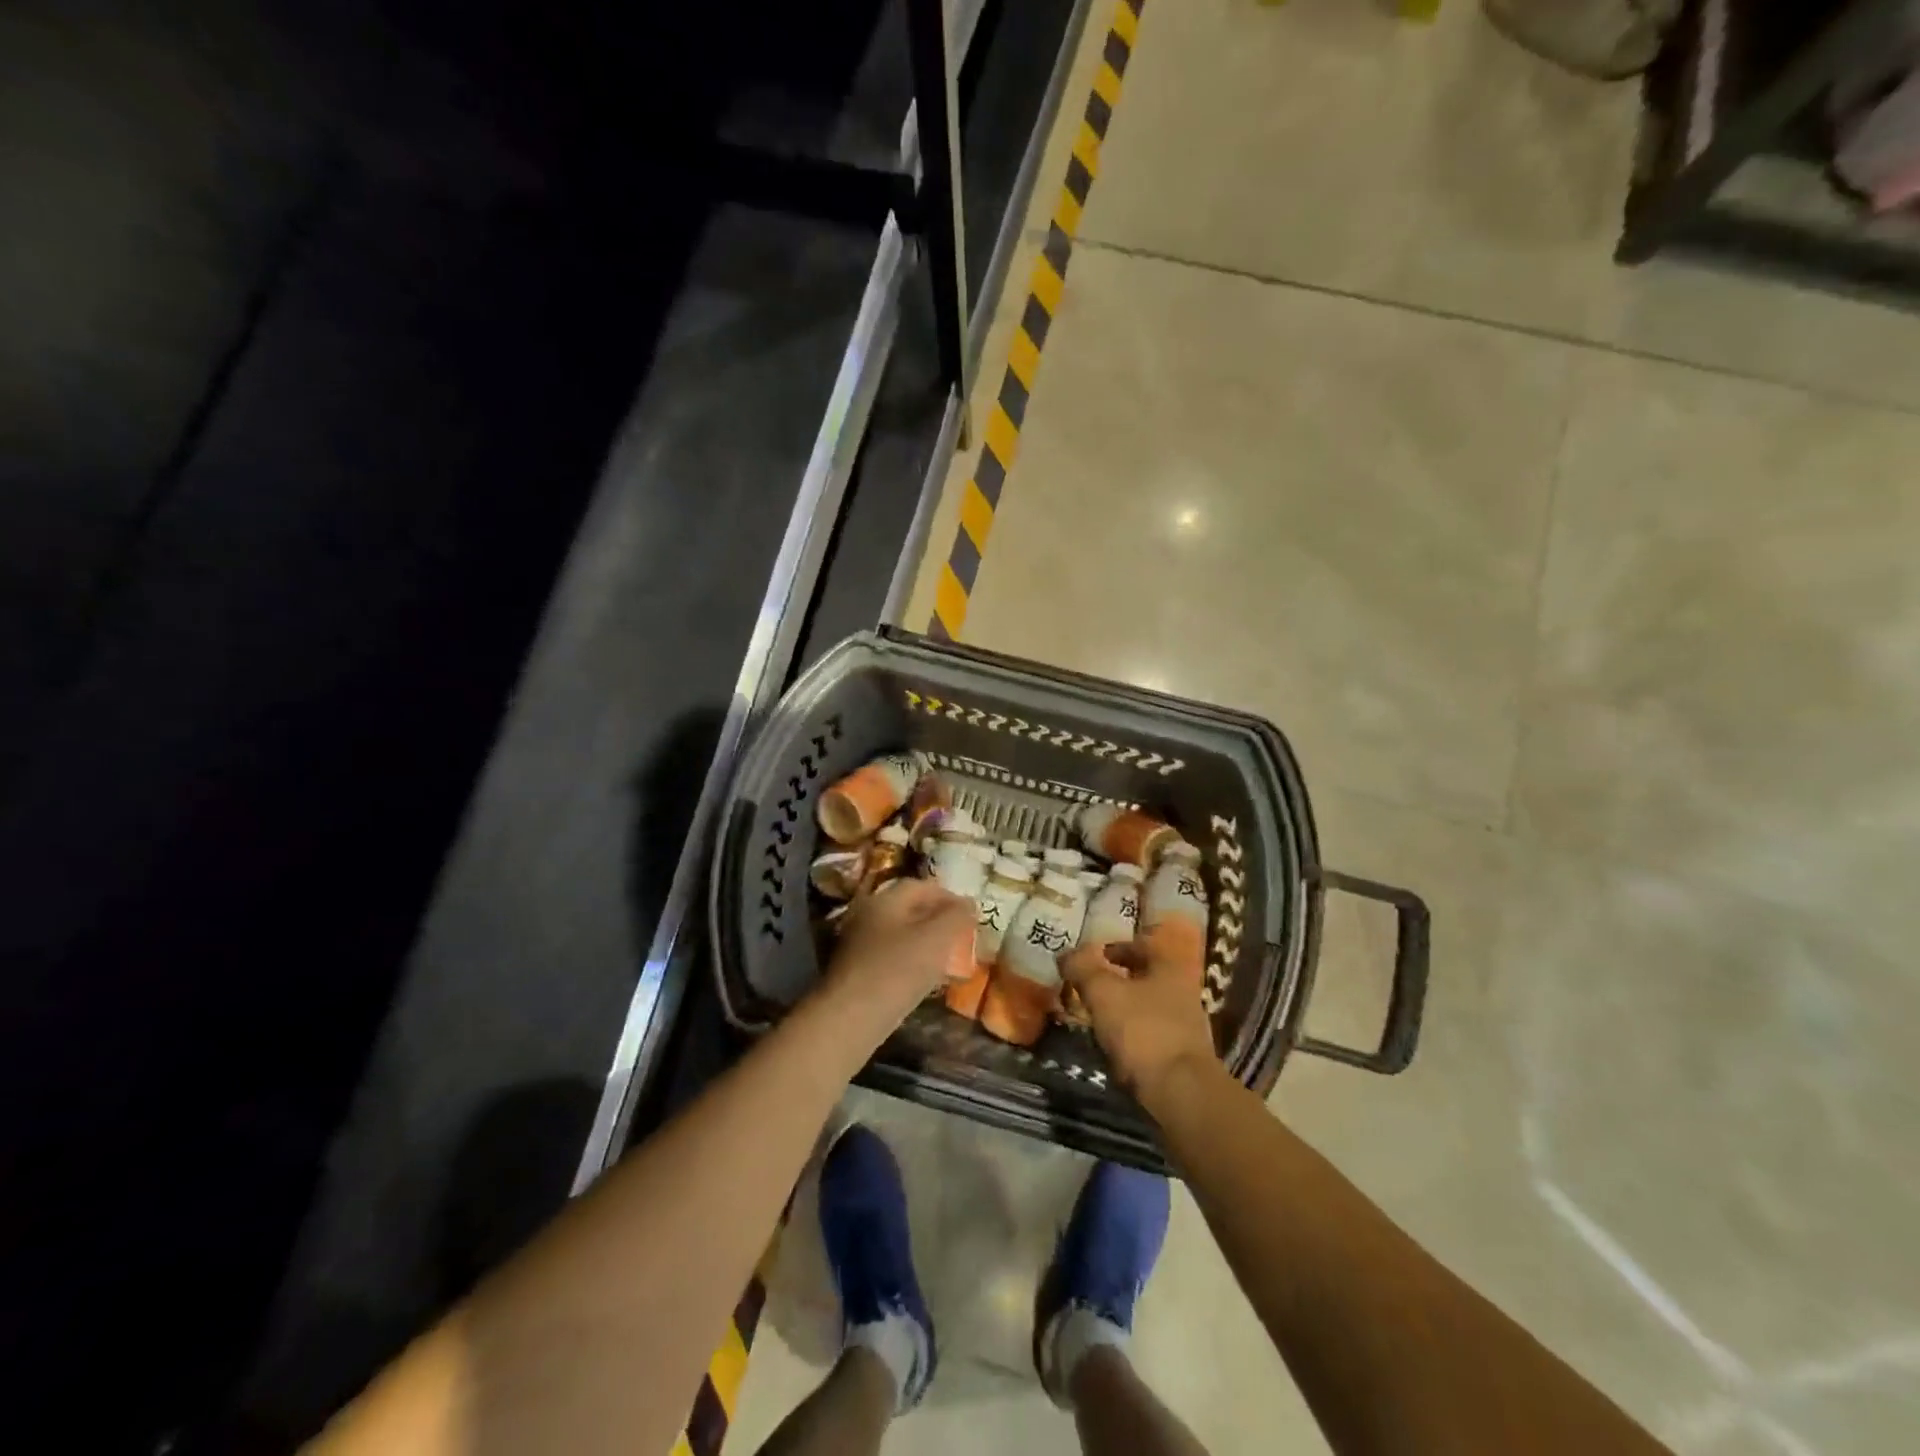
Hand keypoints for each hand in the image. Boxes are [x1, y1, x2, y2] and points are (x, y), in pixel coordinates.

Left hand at [824, 879, 975, 1023]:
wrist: (852, 1018)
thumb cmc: (898, 969)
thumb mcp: (938, 938)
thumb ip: (956, 916)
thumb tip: (969, 904)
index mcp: (885, 900)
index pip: (920, 886)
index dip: (948, 895)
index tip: (970, 912)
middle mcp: (867, 915)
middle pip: (908, 909)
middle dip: (937, 918)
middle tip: (961, 934)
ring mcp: (858, 944)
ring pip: (899, 934)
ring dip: (924, 941)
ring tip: (948, 957)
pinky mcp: (855, 972)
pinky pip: (889, 957)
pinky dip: (910, 960)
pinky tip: (923, 978)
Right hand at [1060, 926, 1217, 1102]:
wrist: (1180, 1093)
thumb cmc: (1143, 1030)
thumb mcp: (1103, 992)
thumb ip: (1083, 968)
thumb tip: (1067, 954)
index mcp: (1169, 967)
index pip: (1141, 945)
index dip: (1114, 947)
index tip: (1090, 958)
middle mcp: (1182, 991)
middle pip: (1144, 977)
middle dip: (1115, 981)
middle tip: (1086, 988)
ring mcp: (1184, 1026)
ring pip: (1145, 1007)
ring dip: (1120, 1010)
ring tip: (1093, 1018)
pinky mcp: (1180, 1056)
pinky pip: (1148, 1036)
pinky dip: (1129, 1036)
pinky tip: (1110, 1047)